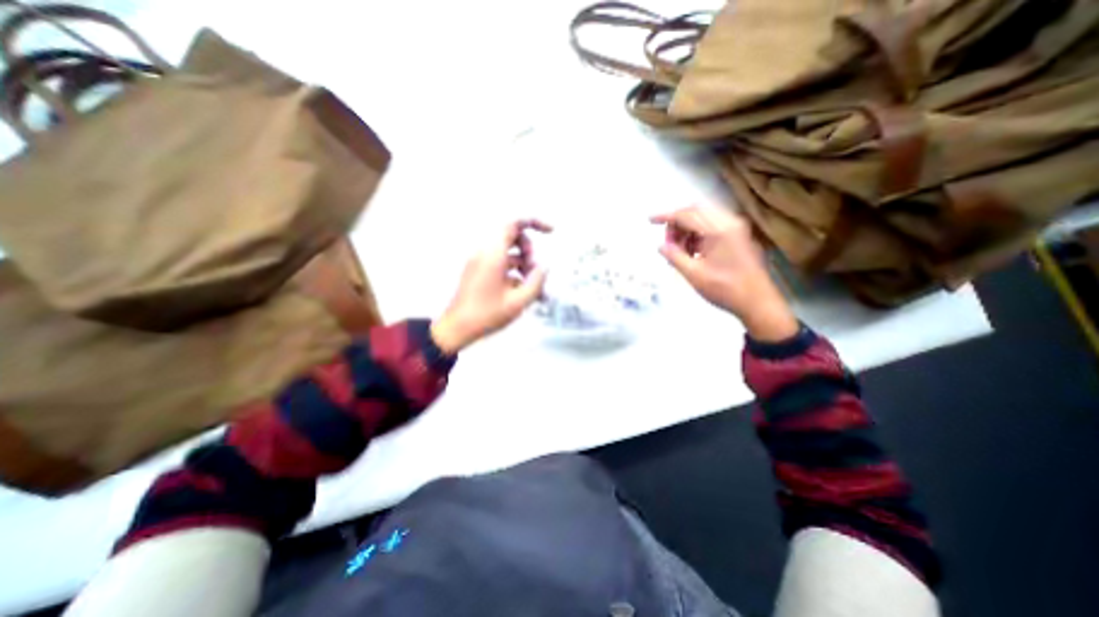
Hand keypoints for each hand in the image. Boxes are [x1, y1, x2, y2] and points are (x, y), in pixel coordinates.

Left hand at [429, 218, 547, 353]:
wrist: (457, 329)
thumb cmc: (487, 315)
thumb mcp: (519, 301)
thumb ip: (536, 281)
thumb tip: (544, 267)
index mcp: (493, 254)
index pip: (514, 223)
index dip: (535, 222)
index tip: (551, 232)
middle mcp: (485, 252)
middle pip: (513, 237)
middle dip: (529, 251)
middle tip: (535, 272)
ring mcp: (480, 261)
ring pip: (509, 252)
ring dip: (524, 265)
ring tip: (533, 288)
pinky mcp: (479, 271)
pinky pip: (501, 264)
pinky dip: (514, 273)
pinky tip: (524, 293)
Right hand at [652, 204, 799, 341]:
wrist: (758, 302)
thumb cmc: (724, 289)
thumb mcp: (693, 274)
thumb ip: (674, 256)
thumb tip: (661, 246)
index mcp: (718, 230)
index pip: (686, 215)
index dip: (666, 216)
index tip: (650, 220)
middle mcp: (729, 222)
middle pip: (696, 211)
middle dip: (677, 223)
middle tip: (667, 242)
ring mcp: (736, 227)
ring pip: (704, 217)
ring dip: (687, 229)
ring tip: (679, 250)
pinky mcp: (738, 235)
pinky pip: (713, 225)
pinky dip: (698, 233)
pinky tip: (693, 251)